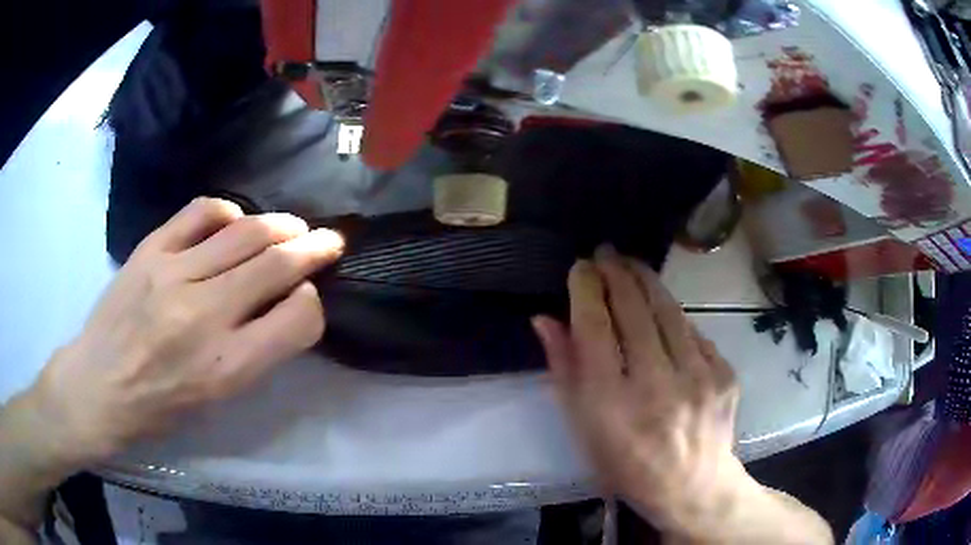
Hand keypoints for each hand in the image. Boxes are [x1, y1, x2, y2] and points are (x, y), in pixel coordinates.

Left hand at [27, 198, 343, 465]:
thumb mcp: (217, 401)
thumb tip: (285, 306)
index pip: (298, 320)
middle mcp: (204, 316)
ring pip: (245, 232)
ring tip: (292, 226)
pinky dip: (229, 212)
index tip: (310, 298)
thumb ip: (256, 353)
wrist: (97, 386)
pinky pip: (201, 212)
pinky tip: (233, 222)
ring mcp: (173, 275)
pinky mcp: (150, 250)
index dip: (313, 304)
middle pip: (276, 265)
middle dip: (314, 249)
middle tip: (329, 241)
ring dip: (281, 225)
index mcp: (226, 368)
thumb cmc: (159, 408)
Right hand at [532, 246, 745, 533]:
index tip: (580, 267)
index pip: (595, 325)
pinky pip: (693, 331)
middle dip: (615, 272)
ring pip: (668, 310)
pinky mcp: (724, 373)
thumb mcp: (582, 429)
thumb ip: (564, 371)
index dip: (585, 287)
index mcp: (611, 403)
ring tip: (631, 264)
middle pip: (634, 308)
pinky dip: (673, 315)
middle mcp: (656, 383)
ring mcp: (698, 376)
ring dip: (646, 281)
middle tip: (605, 252)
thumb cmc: (626, 466)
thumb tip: (545, 319)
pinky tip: (662, 311)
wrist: (693, 486)